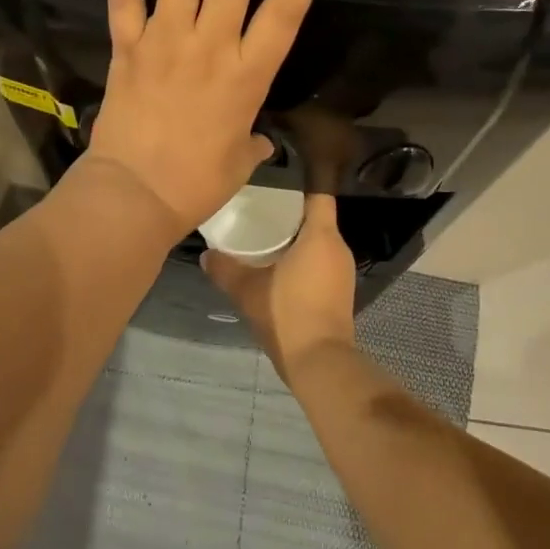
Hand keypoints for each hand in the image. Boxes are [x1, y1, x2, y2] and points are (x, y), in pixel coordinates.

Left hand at [86, 0, 338, 234]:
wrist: (135, 196)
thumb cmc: (197, 182)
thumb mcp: (240, 160)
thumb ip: (252, 139)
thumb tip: (257, 137)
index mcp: (247, 75)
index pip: (285, 11)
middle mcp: (211, 46)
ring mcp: (166, 42)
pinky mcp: (129, 48)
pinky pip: (123, 1)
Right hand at [203, 193, 356, 378]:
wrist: (318, 361)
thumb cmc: (287, 313)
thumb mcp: (248, 290)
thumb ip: (225, 269)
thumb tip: (206, 254)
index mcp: (321, 236)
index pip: (319, 196)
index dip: (300, 188)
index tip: (276, 186)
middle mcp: (339, 248)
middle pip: (317, 220)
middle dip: (291, 216)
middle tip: (260, 214)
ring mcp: (343, 273)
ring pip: (319, 244)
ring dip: (297, 241)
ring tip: (266, 241)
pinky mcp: (341, 293)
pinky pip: (322, 264)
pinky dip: (304, 262)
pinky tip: (279, 270)